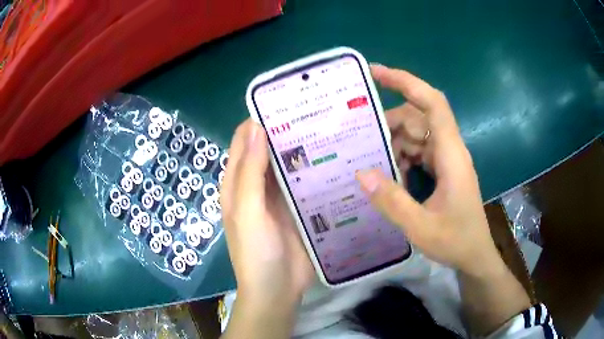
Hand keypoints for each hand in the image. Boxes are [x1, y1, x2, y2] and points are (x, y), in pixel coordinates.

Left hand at [220, 119, 314, 309]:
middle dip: (287, 129)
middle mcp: (257, 184)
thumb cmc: (255, 253)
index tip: (285, 101)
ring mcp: (280, 197)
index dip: (259, 119)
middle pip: (269, 148)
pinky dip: (316, 169)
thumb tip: (254, 126)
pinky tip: (337, 156)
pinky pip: (307, 182)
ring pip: (290, 163)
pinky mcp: (300, 208)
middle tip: (317, 110)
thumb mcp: (247, 211)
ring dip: (304, 147)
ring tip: (331, 126)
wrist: (278, 290)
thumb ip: (249, 172)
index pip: (245, 139)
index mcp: (238, 182)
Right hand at [356, 64, 500, 276]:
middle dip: (390, 123)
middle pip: (418, 118)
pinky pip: (418, 152)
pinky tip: (389, 176)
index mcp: (451, 155)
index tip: (376, 73)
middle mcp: (449, 150)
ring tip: (370, 161)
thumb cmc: (456, 241)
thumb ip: (392, 201)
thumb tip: (360, 173)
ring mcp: (446, 160)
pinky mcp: (443, 170)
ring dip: (394, 143)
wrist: (475, 255)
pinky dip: (401, 158)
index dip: (406, 82)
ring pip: (416, 135)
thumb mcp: (421, 227)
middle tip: (360, 138)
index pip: (432, 103)